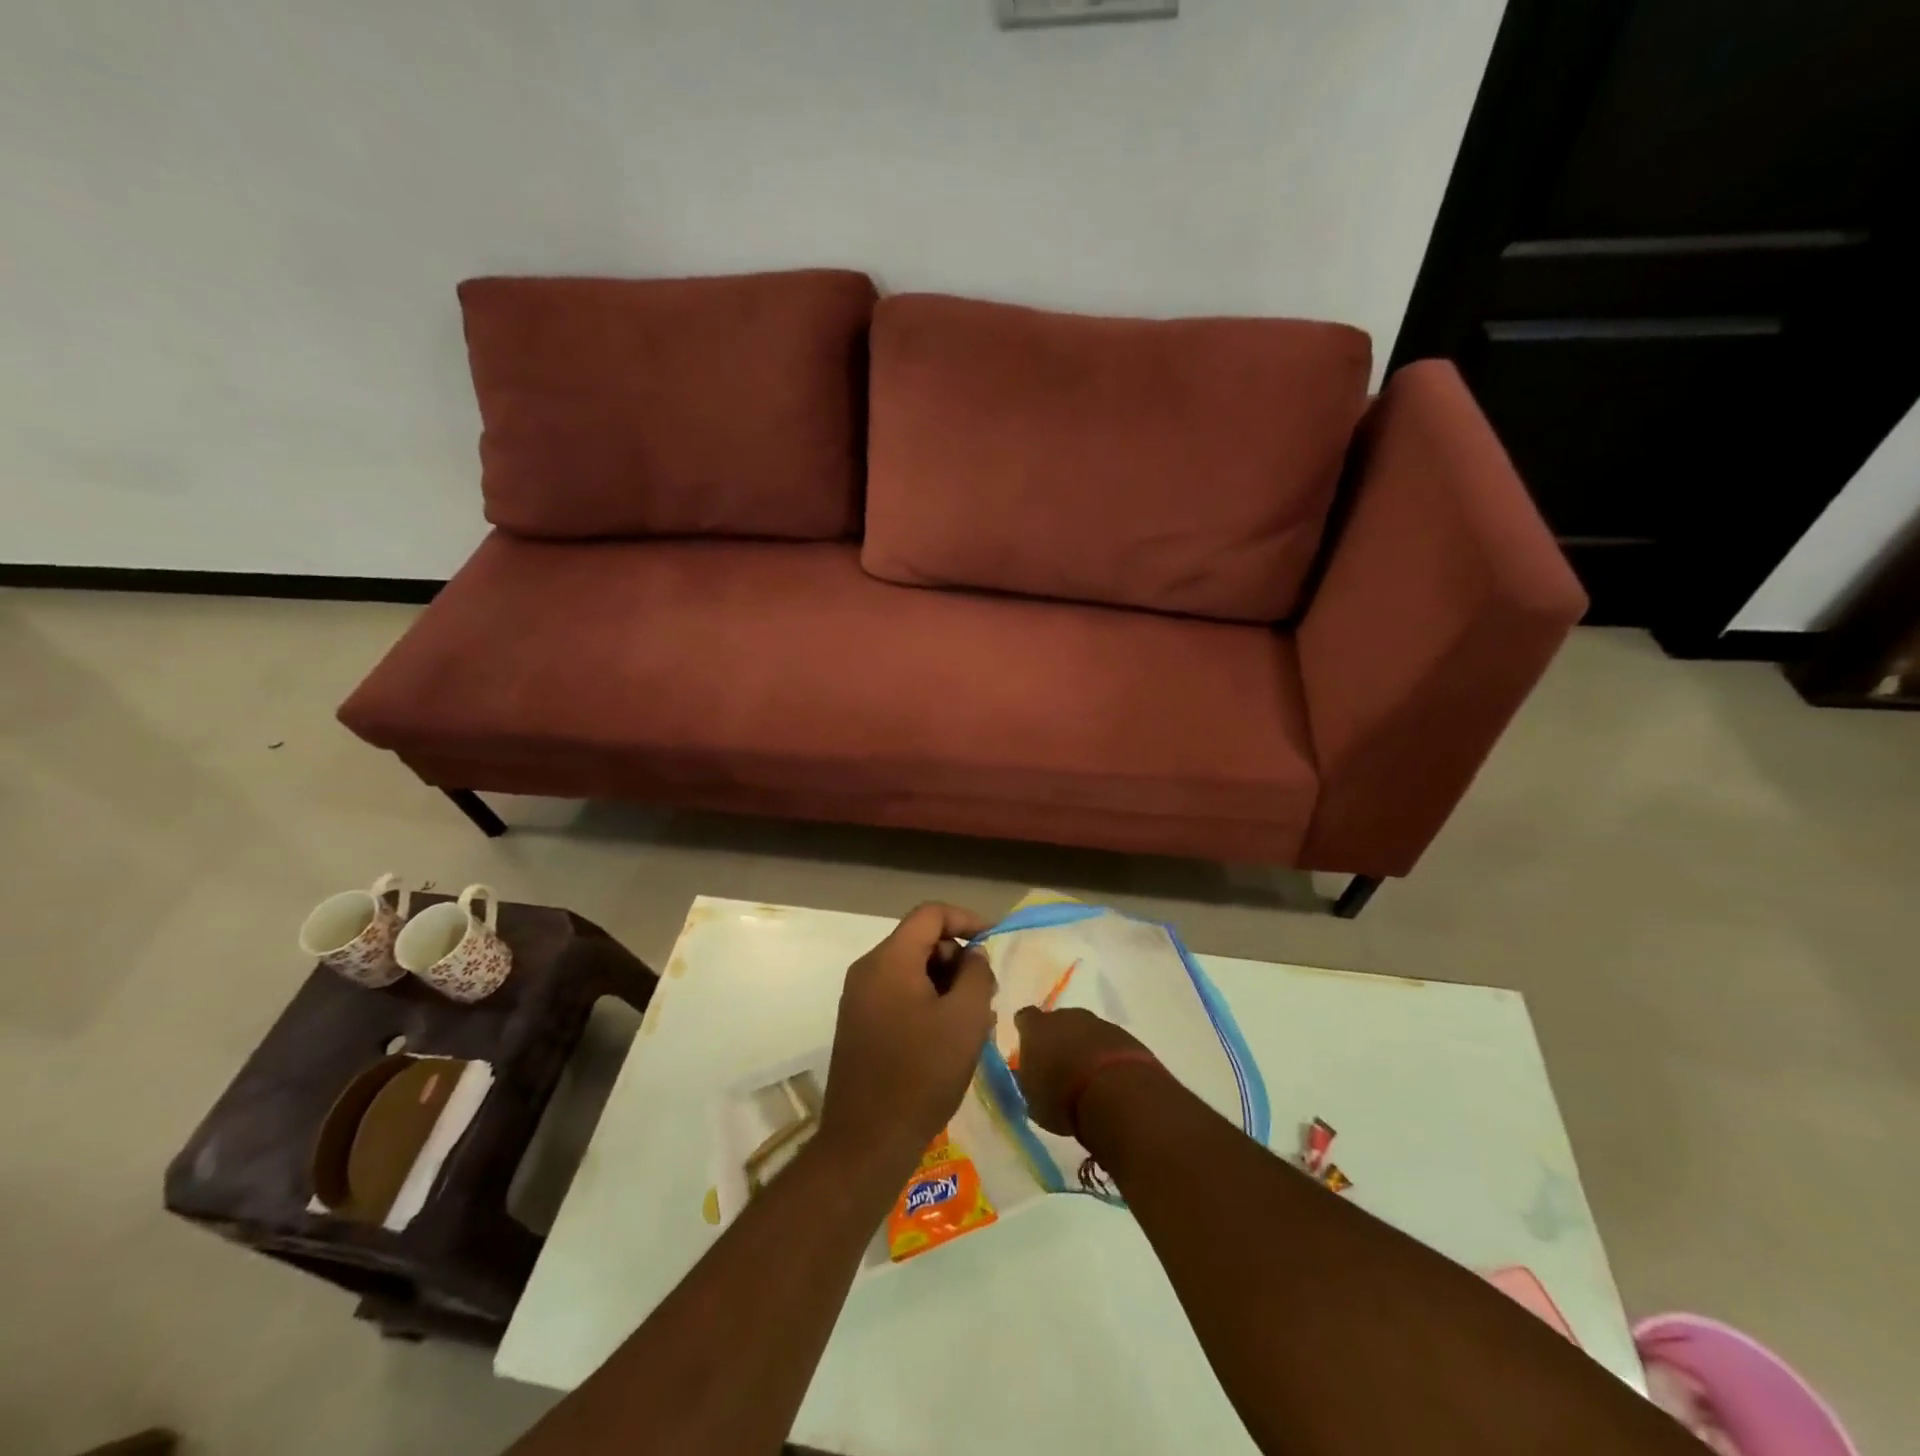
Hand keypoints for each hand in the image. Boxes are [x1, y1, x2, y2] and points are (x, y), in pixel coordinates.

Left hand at [819, 903, 995, 1171]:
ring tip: (974, 1020)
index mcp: (889, 960)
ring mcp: (859, 998)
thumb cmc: (921, 1074)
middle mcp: (868, 970)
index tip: (994, 942)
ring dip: (946, 984)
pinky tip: (949, 1036)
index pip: (930, 914)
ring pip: (911, 970)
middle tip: (986, 993)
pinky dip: (927, 1002)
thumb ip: (976, 975)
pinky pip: (899, 995)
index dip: (966, 920)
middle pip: (920, 941)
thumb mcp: (965, 1019)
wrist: (867, 1141)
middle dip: (957, 958)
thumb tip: (973, 954)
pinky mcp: (859, 1024)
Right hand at [1012, 1006, 1154, 1136]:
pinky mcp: (1124, 1035)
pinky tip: (1110, 1081)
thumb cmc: (1062, 1098)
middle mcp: (1065, 1017)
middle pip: (1058, 1022)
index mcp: (1036, 1028)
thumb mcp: (1034, 1100)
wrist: (1116, 1093)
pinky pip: (1109, 1044)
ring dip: (1085, 1049)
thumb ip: (1031, 1081)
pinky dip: (1107, 1057)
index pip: (1025, 1019)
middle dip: (1059, 1040)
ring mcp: (1098, 1023)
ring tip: (1088, 1080)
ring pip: (1086, 1032)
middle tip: (1061, 1068)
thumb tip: (1033, 1076)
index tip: (1030, 1048)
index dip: (1027, 1032)